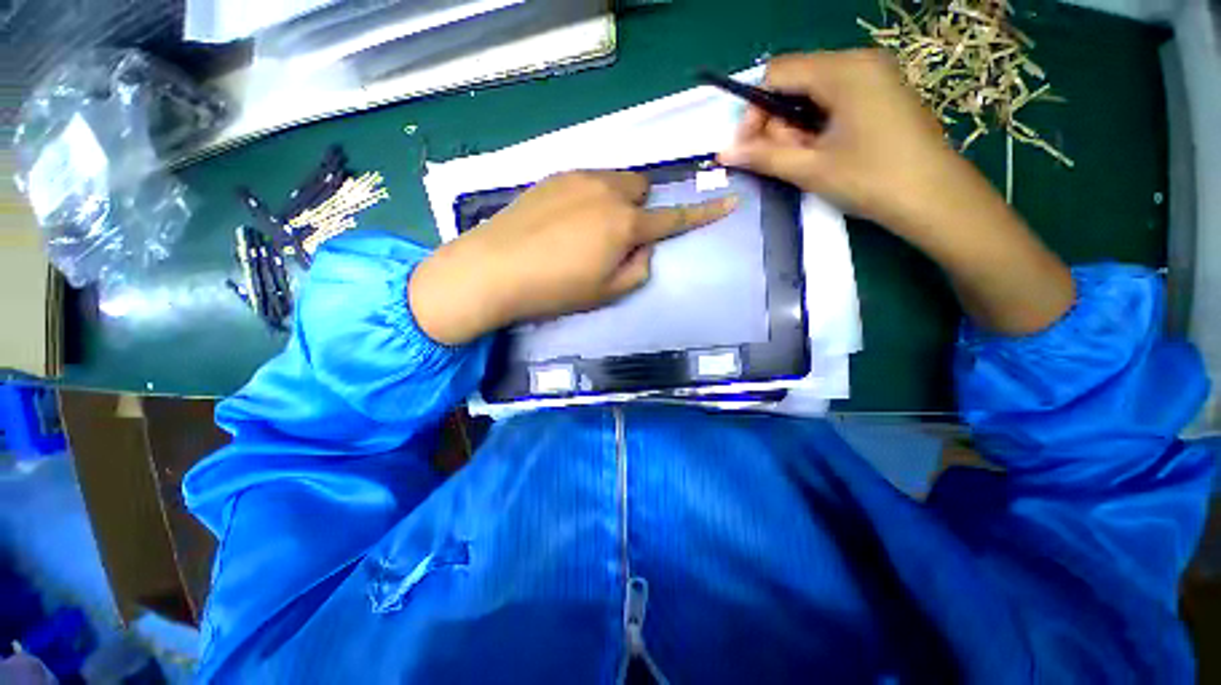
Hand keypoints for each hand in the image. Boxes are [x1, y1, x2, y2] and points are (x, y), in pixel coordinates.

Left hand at [410, 171, 736, 344]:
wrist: (494, 269)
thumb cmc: (555, 289)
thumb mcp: (607, 292)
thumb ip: (638, 268)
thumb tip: (644, 247)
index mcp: (624, 224)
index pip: (674, 217)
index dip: (703, 212)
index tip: (728, 201)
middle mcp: (606, 191)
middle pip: (641, 189)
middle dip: (639, 209)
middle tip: (618, 237)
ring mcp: (577, 178)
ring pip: (614, 181)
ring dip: (615, 201)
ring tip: (588, 230)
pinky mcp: (553, 176)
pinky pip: (587, 181)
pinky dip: (590, 197)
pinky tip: (565, 221)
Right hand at [718, 49, 970, 236]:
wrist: (935, 198)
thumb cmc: (871, 179)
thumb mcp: (810, 168)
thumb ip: (764, 156)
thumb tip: (724, 153)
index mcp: (843, 70)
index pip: (777, 73)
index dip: (754, 110)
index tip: (748, 147)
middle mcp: (858, 62)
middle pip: (795, 81)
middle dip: (777, 122)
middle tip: (782, 158)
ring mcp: (873, 76)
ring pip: (812, 93)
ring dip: (796, 127)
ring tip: (805, 159)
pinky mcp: (880, 93)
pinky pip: (833, 99)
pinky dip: (816, 124)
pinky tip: (822, 150)